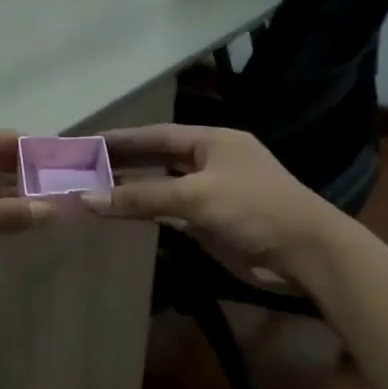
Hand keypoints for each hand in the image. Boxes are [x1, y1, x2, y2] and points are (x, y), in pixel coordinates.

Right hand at [85, 125, 338, 285]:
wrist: (304, 253)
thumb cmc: (254, 209)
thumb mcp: (195, 196)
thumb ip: (141, 197)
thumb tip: (87, 198)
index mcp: (213, 141)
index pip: (157, 135)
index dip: (122, 138)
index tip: (87, 142)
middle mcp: (211, 162)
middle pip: (157, 158)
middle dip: (123, 162)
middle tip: (83, 166)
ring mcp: (211, 193)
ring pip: (161, 186)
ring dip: (131, 188)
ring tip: (93, 188)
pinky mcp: (210, 222)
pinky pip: (169, 211)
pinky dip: (146, 211)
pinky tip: (121, 212)